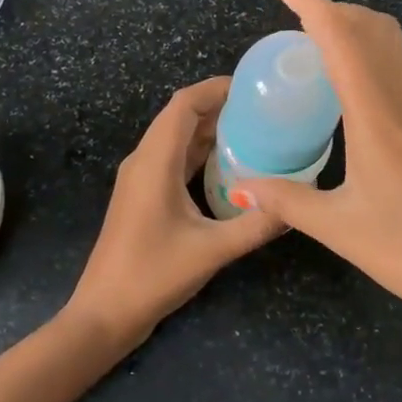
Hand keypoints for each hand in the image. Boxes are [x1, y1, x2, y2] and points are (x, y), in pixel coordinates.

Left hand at [62, 78, 284, 352]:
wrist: (104, 313)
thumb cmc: (152, 275)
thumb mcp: (212, 250)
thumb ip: (256, 225)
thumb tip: (296, 205)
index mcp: (155, 161)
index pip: (184, 104)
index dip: (216, 88)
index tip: (253, 88)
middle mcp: (144, 160)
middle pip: (180, 116)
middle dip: (219, 106)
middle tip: (264, 110)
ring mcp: (140, 178)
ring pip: (176, 138)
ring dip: (210, 129)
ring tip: (254, 131)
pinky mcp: (143, 195)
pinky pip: (173, 159)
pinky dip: (200, 152)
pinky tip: (230, 166)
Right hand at [241, 0, 401, 349]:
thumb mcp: (340, 229)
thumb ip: (286, 200)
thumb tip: (241, 185)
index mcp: (378, 115)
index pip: (341, 37)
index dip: (310, 3)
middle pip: (374, 28)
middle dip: (335, 10)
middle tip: (299, 22)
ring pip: (397, 48)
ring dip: (360, 33)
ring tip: (325, 52)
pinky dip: (379, 60)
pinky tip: (364, 97)